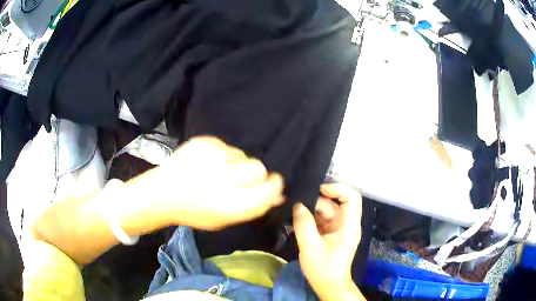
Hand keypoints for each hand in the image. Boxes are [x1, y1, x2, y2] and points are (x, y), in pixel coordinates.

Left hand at [125, 136, 284, 230]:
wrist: (162, 192)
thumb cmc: (195, 211)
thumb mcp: (225, 219)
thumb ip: (253, 207)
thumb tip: (278, 194)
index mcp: (232, 204)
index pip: (269, 189)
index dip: (274, 185)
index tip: (272, 184)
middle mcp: (225, 179)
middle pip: (259, 167)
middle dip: (256, 173)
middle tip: (241, 179)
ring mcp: (214, 157)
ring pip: (243, 155)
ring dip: (237, 164)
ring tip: (218, 171)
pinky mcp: (204, 142)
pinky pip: (227, 146)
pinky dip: (222, 155)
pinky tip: (207, 163)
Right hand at [293, 183, 363, 300]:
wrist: (328, 285)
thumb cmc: (323, 268)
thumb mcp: (311, 247)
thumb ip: (304, 225)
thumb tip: (298, 205)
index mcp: (349, 225)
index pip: (352, 198)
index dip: (338, 188)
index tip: (319, 189)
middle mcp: (346, 224)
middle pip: (335, 204)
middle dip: (316, 203)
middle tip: (296, 205)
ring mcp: (338, 229)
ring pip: (326, 211)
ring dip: (311, 211)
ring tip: (294, 212)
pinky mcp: (331, 234)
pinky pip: (322, 220)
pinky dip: (310, 219)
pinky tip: (297, 220)